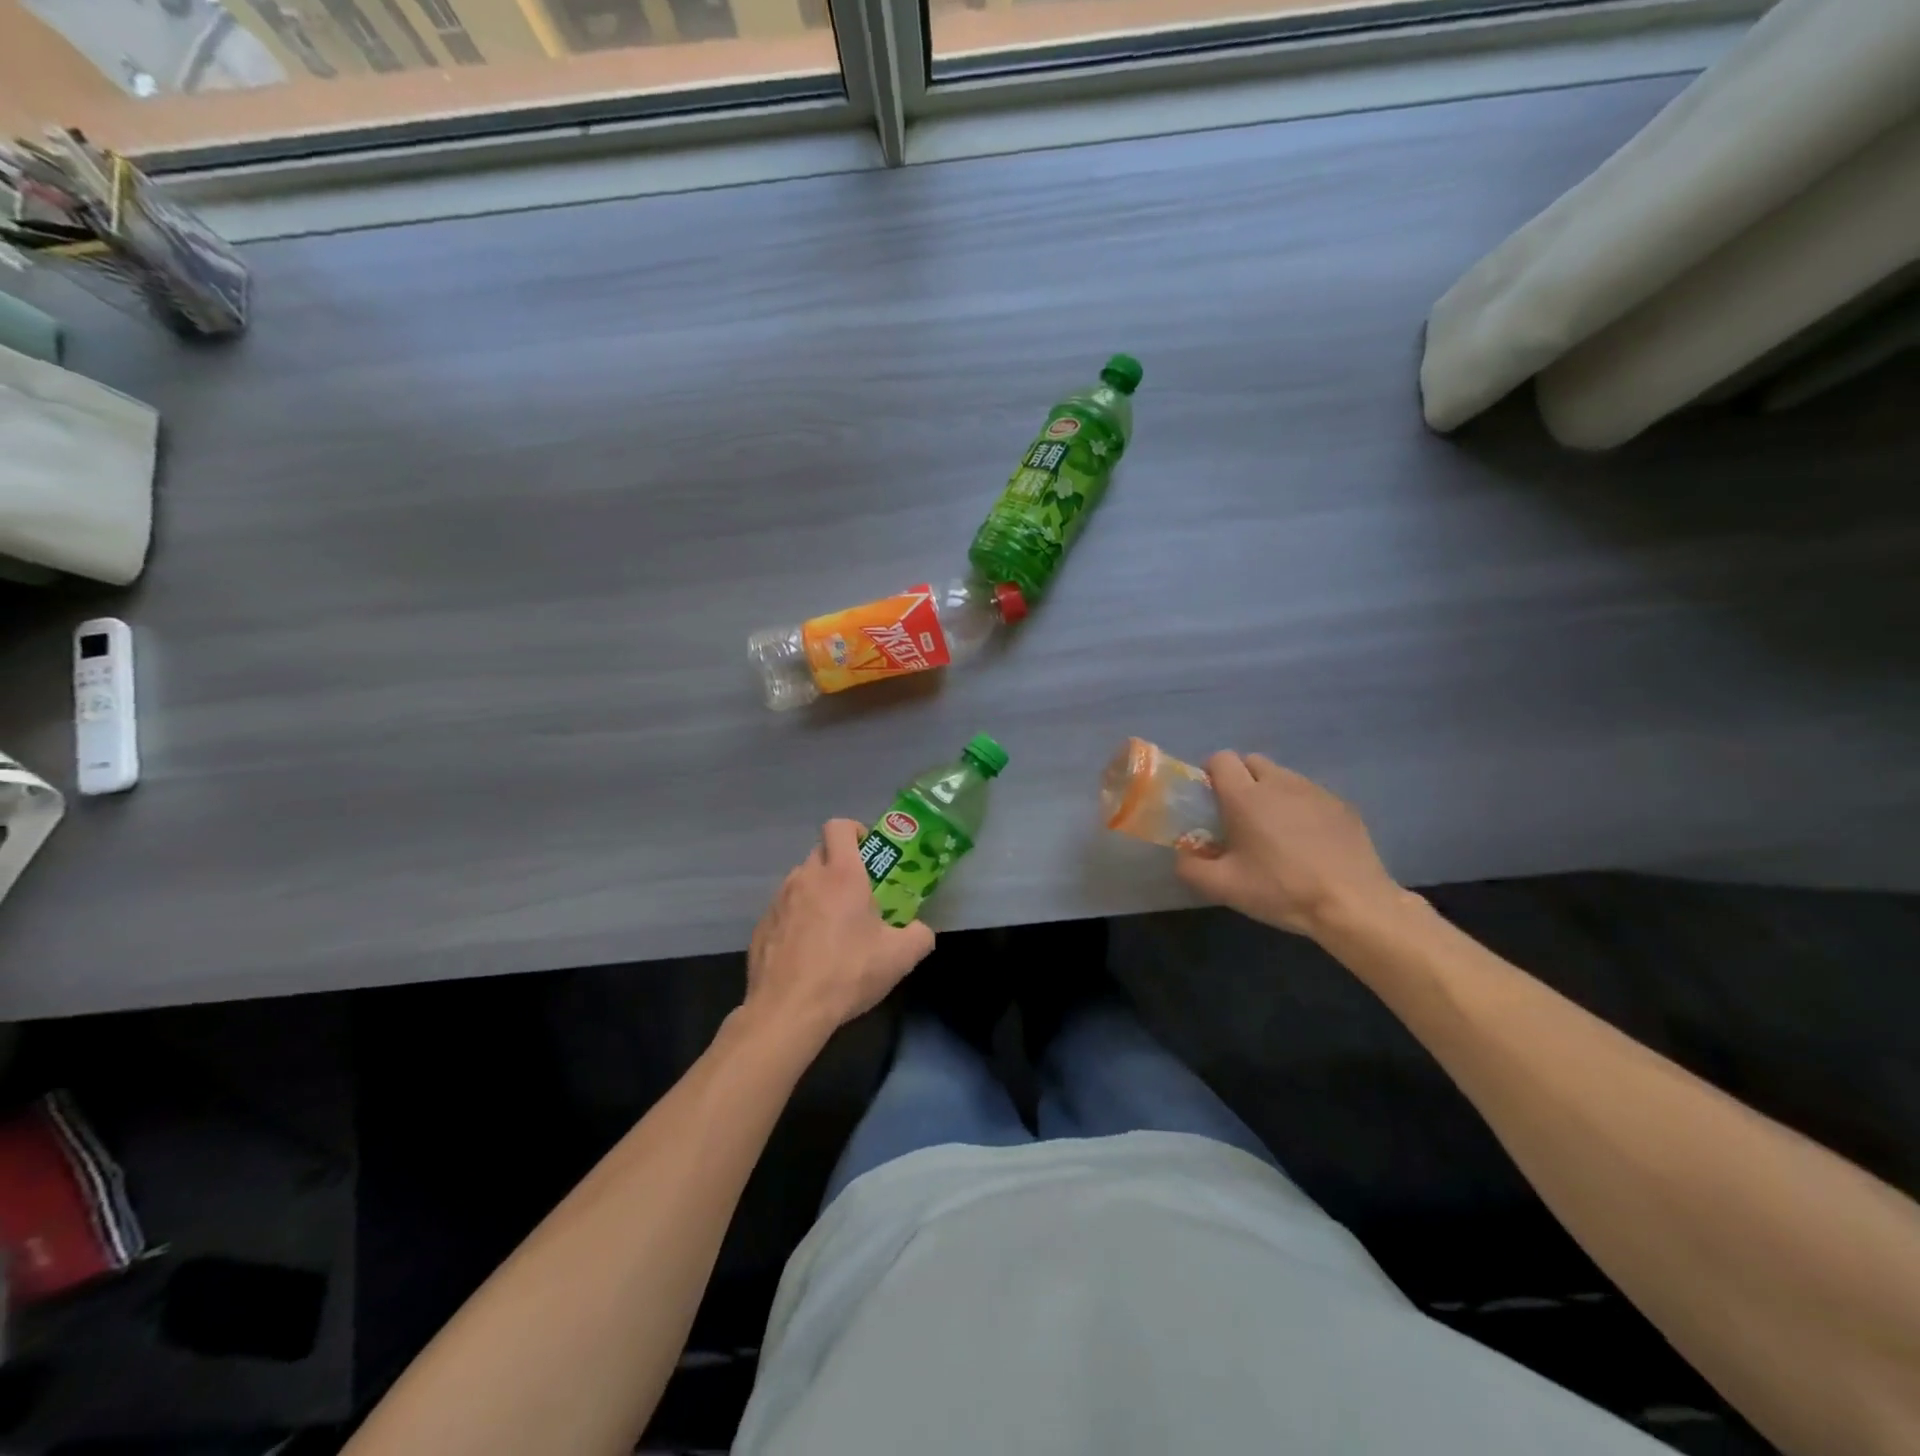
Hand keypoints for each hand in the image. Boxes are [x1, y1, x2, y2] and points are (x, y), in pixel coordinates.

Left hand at [745, 819, 935, 1037]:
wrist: (788, 1010)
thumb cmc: (847, 972)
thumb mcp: (900, 957)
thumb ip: (920, 935)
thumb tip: (921, 931)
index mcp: (841, 874)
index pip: (839, 827)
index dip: (854, 830)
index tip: (867, 850)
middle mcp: (805, 878)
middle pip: (821, 854)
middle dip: (839, 867)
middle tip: (858, 896)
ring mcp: (778, 901)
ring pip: (801, 883)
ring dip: (817, 894)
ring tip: (832, 928)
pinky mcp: (761, 927)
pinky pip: (784, 911)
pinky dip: (797, 921)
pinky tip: (807, 953)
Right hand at [1175, 753, 1406, 939]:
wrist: (1353, 904)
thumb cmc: (1282, 890)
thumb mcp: (1224, 888)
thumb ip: (1190, 867)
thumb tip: (1181, 855)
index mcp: (1246, 796)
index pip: (1221, 759)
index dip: (1211, 774)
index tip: (1211, 800)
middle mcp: (1279, 782)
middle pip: (1251, 761)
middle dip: (1240, 779)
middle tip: (1239, 815)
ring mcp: (1314, 791)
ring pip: (1282, 776)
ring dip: (1271, 792)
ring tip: (1275, 830)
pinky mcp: (1341, 804)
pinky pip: (1309, 794)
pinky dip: (1300, 807)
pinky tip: (1307, 841)